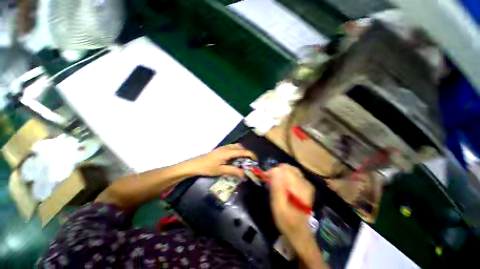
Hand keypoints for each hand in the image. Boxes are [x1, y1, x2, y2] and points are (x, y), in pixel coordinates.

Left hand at [188, 144, 256, 177]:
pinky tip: (234, 159)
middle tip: (249, 161)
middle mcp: (226, 147)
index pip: (242, 151)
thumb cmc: (208, 168)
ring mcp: (223, 148)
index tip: (256, 160)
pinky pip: (231, 148)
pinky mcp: (220, 149)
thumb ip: (233, 171)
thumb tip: (244, 174)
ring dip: (241, 151)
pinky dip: (236, 151)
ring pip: (236, 146)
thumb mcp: (221, 170)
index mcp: (228, 152)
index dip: (250, 155)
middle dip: (246, 152)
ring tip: (242, 160)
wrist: (195, 164)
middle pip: (240, 147)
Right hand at [267, 164, 326, 268]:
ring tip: (274, 182)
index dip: (272, 171)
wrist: (299, 232)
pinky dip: (284, 176)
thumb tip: (274, 171)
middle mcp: (305, 182)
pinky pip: (293, 174)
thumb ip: (277, 187)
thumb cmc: (286, 221)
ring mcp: (306, 183)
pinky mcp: (305, 186)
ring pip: (290, 169)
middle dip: (276, 171)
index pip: (284, 169)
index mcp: (300, 187)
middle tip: (269, 180)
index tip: (265, 178)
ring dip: (280, 173)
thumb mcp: (278, 206)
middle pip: (287, 167)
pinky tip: (281, 184)